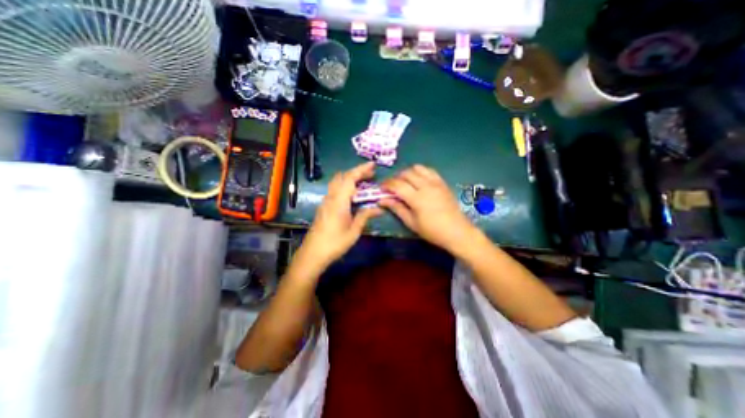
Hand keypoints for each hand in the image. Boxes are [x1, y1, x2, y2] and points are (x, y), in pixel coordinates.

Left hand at [298, 160, 380, 270]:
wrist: (313, 253)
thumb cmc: (335, 243)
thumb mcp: (354, 231)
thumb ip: (365, 216)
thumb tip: (379, 208)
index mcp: (339, 201)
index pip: (350, 178)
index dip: (361, 169)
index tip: (373, 165)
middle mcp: (331, 197)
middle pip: (342, 177)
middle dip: (357, 172)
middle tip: (371, 175)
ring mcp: (325, 201)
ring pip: (337, 182)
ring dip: (350, 178)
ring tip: (364, 183)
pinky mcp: (324, 206)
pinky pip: (335, 190)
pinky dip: (345, 186)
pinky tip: (353, 194)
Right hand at [381, 164, 479, 253]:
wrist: (457, 232)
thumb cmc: (432, 231)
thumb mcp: (411, 223)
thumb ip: (397, 208)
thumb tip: (382, 200)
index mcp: (417, 198)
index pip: (397, 185)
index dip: (386, 184)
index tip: (381, 188)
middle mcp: (426, 186)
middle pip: (406, 174)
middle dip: (396, 178)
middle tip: (392, 187)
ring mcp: (436, 183)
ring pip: (418, 168)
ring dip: (408, 173)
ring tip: (405, 182)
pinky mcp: (442, 183)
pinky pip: (430, 170)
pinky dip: (421, 172)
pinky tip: (419, 180)